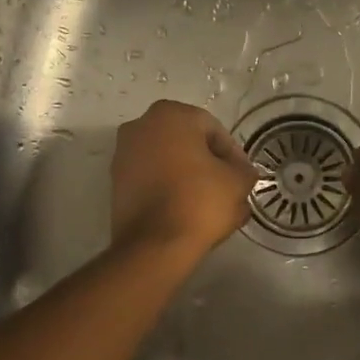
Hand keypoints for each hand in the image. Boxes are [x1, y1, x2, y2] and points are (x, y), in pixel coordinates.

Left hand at [111, 100, 255, 259]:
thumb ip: (244, 170)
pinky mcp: (115, 183)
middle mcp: (140, 126)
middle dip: (209, 164)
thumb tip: (242, 172)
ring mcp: (123, 155)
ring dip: (189, 177)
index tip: (243, 177)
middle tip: (228, 189)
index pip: (213, 129)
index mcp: (170, 114)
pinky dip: (169, 189)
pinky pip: (152, 179)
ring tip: (209, 204)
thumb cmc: (199, 201)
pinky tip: (186, 211)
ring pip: (168, 162)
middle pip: (187, 143)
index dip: (233, 154)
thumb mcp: (238, 182)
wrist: (154, 244)